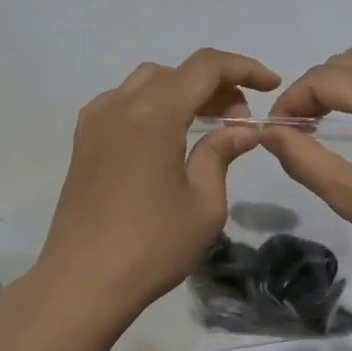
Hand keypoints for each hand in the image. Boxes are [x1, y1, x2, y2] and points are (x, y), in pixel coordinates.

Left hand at [37, 48, 281, 306]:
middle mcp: (121, 106)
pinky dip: (152, 105)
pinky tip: (166, 138)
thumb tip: (242, 130)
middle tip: (239, 121)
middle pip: (176, 72)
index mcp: (154, 114)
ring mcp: (96, 121)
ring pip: (147, 82)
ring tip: (206, 125)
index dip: (243, 68)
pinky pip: (122, 102)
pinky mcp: (83, 141)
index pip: (205, 67)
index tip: (270, 86)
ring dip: (183, 92)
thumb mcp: (204, 204)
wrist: (81, 283)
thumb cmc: (151, 247)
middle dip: (215, 85)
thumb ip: (221, 155)